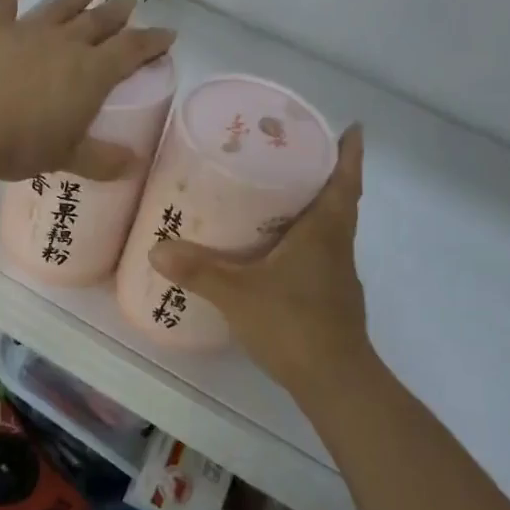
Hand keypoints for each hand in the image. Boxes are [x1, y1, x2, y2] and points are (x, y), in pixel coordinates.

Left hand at [0, 0, 174, 184]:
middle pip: (99, 21)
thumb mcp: (66, 157)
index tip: (168, 33)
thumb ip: (102, 159)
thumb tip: (133, 164)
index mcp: (91, 73)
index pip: (132, 50)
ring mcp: (28, 31)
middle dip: (118, 11)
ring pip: (60, 7)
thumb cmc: (20, 143)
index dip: (152, 41)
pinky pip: (3, 3)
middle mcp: (65, 44)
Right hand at [151, 125, 368, 383]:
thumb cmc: (294, 323)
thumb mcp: (238, 293)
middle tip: (291, 154)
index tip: (353, 128)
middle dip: (323, 175)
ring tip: (276, 195)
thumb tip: (157, 247)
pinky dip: (303, 241)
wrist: (335, 381)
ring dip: (313, 208)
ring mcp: (338, 275)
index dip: (351, 154)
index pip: (345, 182)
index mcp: (325, 232)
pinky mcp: (332, 298)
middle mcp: (337, 247)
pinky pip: (320, 254)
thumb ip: (199, 270)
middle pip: (339, 201)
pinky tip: (274, 251)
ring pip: (330, 229)